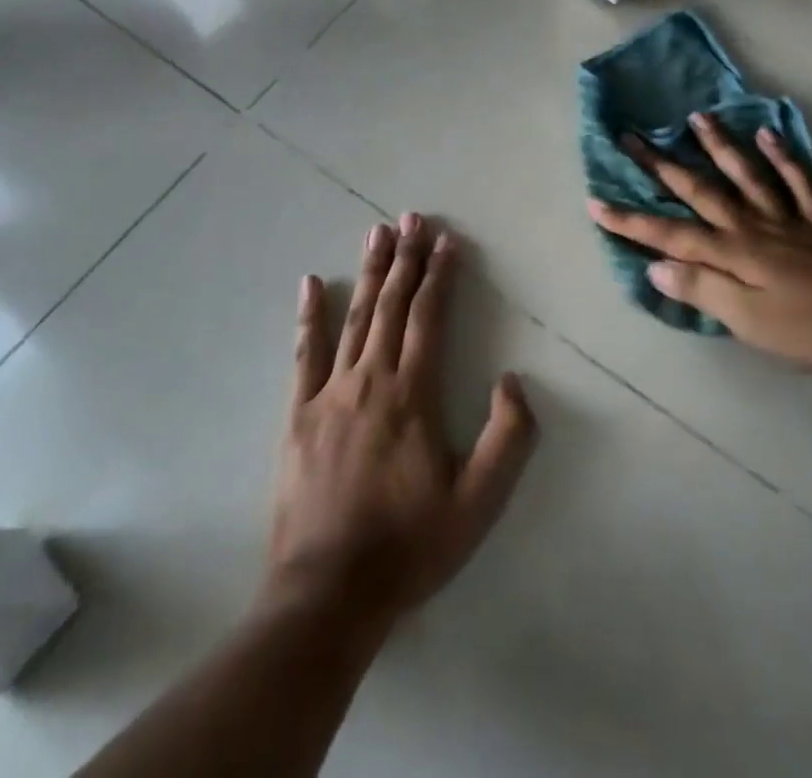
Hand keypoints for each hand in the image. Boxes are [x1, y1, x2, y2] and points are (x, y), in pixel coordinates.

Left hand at [266, 214, 537, 633]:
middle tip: (412, 217)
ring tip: (377, 232)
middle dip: (405, 258)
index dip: (440, 274)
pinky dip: (309, 315)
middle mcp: (371, 379)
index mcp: (413, 393)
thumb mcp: (479, 503)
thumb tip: (514, 380)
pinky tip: (310, 283)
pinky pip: (304, 354)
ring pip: (354, 317)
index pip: (429, 317)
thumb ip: (507, 438)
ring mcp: (329, 393)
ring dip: (368, 272)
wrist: (327, 595)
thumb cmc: (409, 545)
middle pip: (392, 305)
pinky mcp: (298, 415)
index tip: (447, 240)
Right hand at [590, 114, 811, 375]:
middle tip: (633, 137)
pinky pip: (798, 183)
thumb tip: (655, 266)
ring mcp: (787, 220)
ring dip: (719, 146)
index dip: (631, 221)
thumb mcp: (750, 322)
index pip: (670, 235)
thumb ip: (703, 290)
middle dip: (662, 167)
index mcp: (732, 253)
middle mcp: (752, 227)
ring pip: (745, 175)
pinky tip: (768, 134)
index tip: (595, 202)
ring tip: (697, 117)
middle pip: (700, 191)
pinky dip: (783, 158)